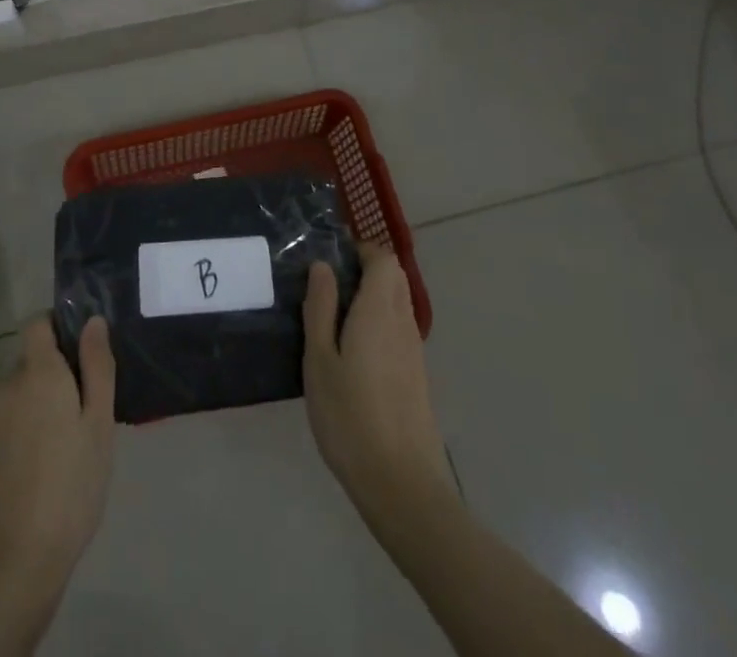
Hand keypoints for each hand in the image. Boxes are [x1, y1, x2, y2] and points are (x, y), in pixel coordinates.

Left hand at [0, 314, 115, 597]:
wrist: (14, 563)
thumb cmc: (70, 486)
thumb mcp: (98, 424)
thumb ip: (97, 366)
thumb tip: (93, 320)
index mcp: (37, 372)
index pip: (38, 322)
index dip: (60, 324)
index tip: (86, 350)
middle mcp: (8, 385)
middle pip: (34, 358)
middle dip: (59, 371)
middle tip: (90, 407)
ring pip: (24, 390)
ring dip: (45, 401)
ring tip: (73, 441)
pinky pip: (13, 418)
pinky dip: (31, 426)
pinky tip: (50, 463)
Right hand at [303, 246, 451, 514]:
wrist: (402, 485)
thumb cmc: (350, 417)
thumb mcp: (320, 360)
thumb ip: (320, 308)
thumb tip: (322, 266)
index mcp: (379, 311)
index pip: (383, 259)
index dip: (360, 250)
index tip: (330, 260)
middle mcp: (402, 323)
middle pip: (393, 278)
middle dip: (365, 270)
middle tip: (328, 287)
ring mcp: (414, 351)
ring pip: (397, 304)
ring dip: (372, 298)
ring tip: (334, 320)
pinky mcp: (416, 376)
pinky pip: (398, 331)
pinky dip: (379, 324)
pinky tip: (353, 354)